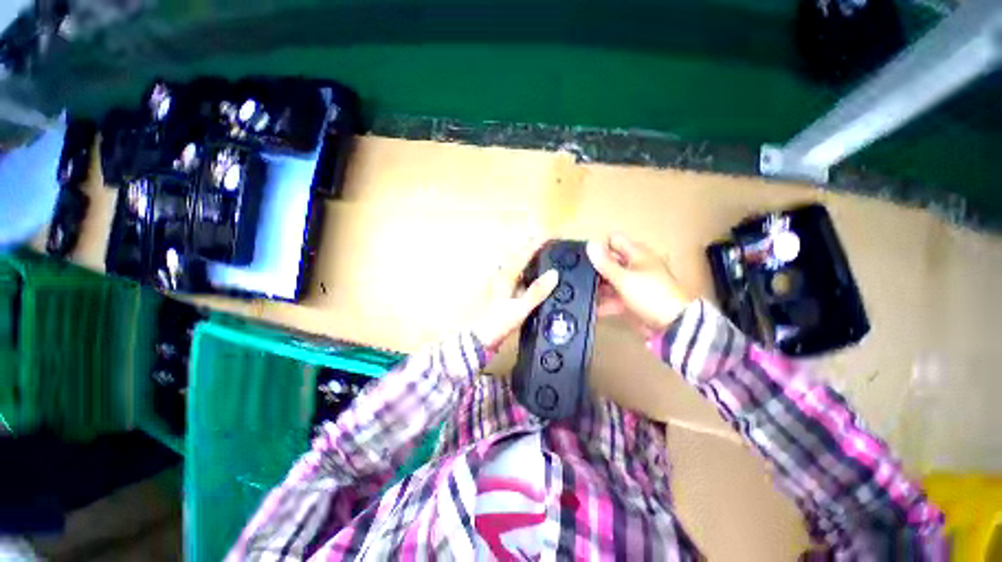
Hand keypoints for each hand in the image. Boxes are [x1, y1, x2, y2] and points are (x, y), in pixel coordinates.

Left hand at [471, 238, 558, 350]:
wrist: (476, 338)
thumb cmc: (496, 323)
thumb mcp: (518, 309)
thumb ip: (536, 292)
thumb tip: (554, 274)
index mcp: (505, 275)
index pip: (524, 252)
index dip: (539, 242)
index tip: (553, 234)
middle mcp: (500, 275)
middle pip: (517, 254)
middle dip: (531, 244)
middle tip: (546, 240)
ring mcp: (498, 283)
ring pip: (514, 263)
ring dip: (526, 256)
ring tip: (540, 253)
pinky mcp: (499, 293)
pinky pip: (513, 276)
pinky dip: (523, 271)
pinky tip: (528, 276)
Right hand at [586, 233, 690, 337]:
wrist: (672, 326)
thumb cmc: (649, 294)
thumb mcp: (623, 277)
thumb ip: (604, 262)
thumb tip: (590, 244)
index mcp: (638, 254)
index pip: (615, 240)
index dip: (600, 246)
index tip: (585, 258)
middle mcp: (637, 266)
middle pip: (611, 262)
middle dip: (596, 269)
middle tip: (579, 275)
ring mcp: (635, 284)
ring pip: (611, 281)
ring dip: (599, 287)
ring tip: (582, 292)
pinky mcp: (633, 300)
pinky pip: (615, 298)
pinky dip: (605, 302)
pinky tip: (592, 307)